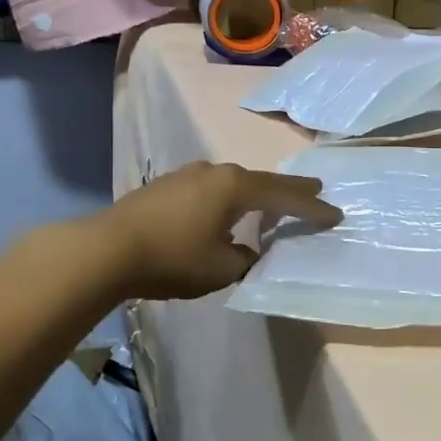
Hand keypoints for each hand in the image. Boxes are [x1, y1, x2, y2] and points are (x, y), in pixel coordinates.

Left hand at [98, 161, 341, 299]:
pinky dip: (228, 198)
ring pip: (233, 183)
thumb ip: (244, 258)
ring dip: (255, 193)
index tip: (335, 214)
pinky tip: (225, 210)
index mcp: (234, 187)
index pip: (283, 197)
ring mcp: (187, 175)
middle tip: (315, 190)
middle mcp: (215, 172)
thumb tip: (246, 250)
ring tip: (272, 200)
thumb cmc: (172, 258)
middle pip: (261, 181)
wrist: (105, 250)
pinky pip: (211, 189)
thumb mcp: (221, 268)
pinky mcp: (166, 186)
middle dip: (289, 190)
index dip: (310, 208)